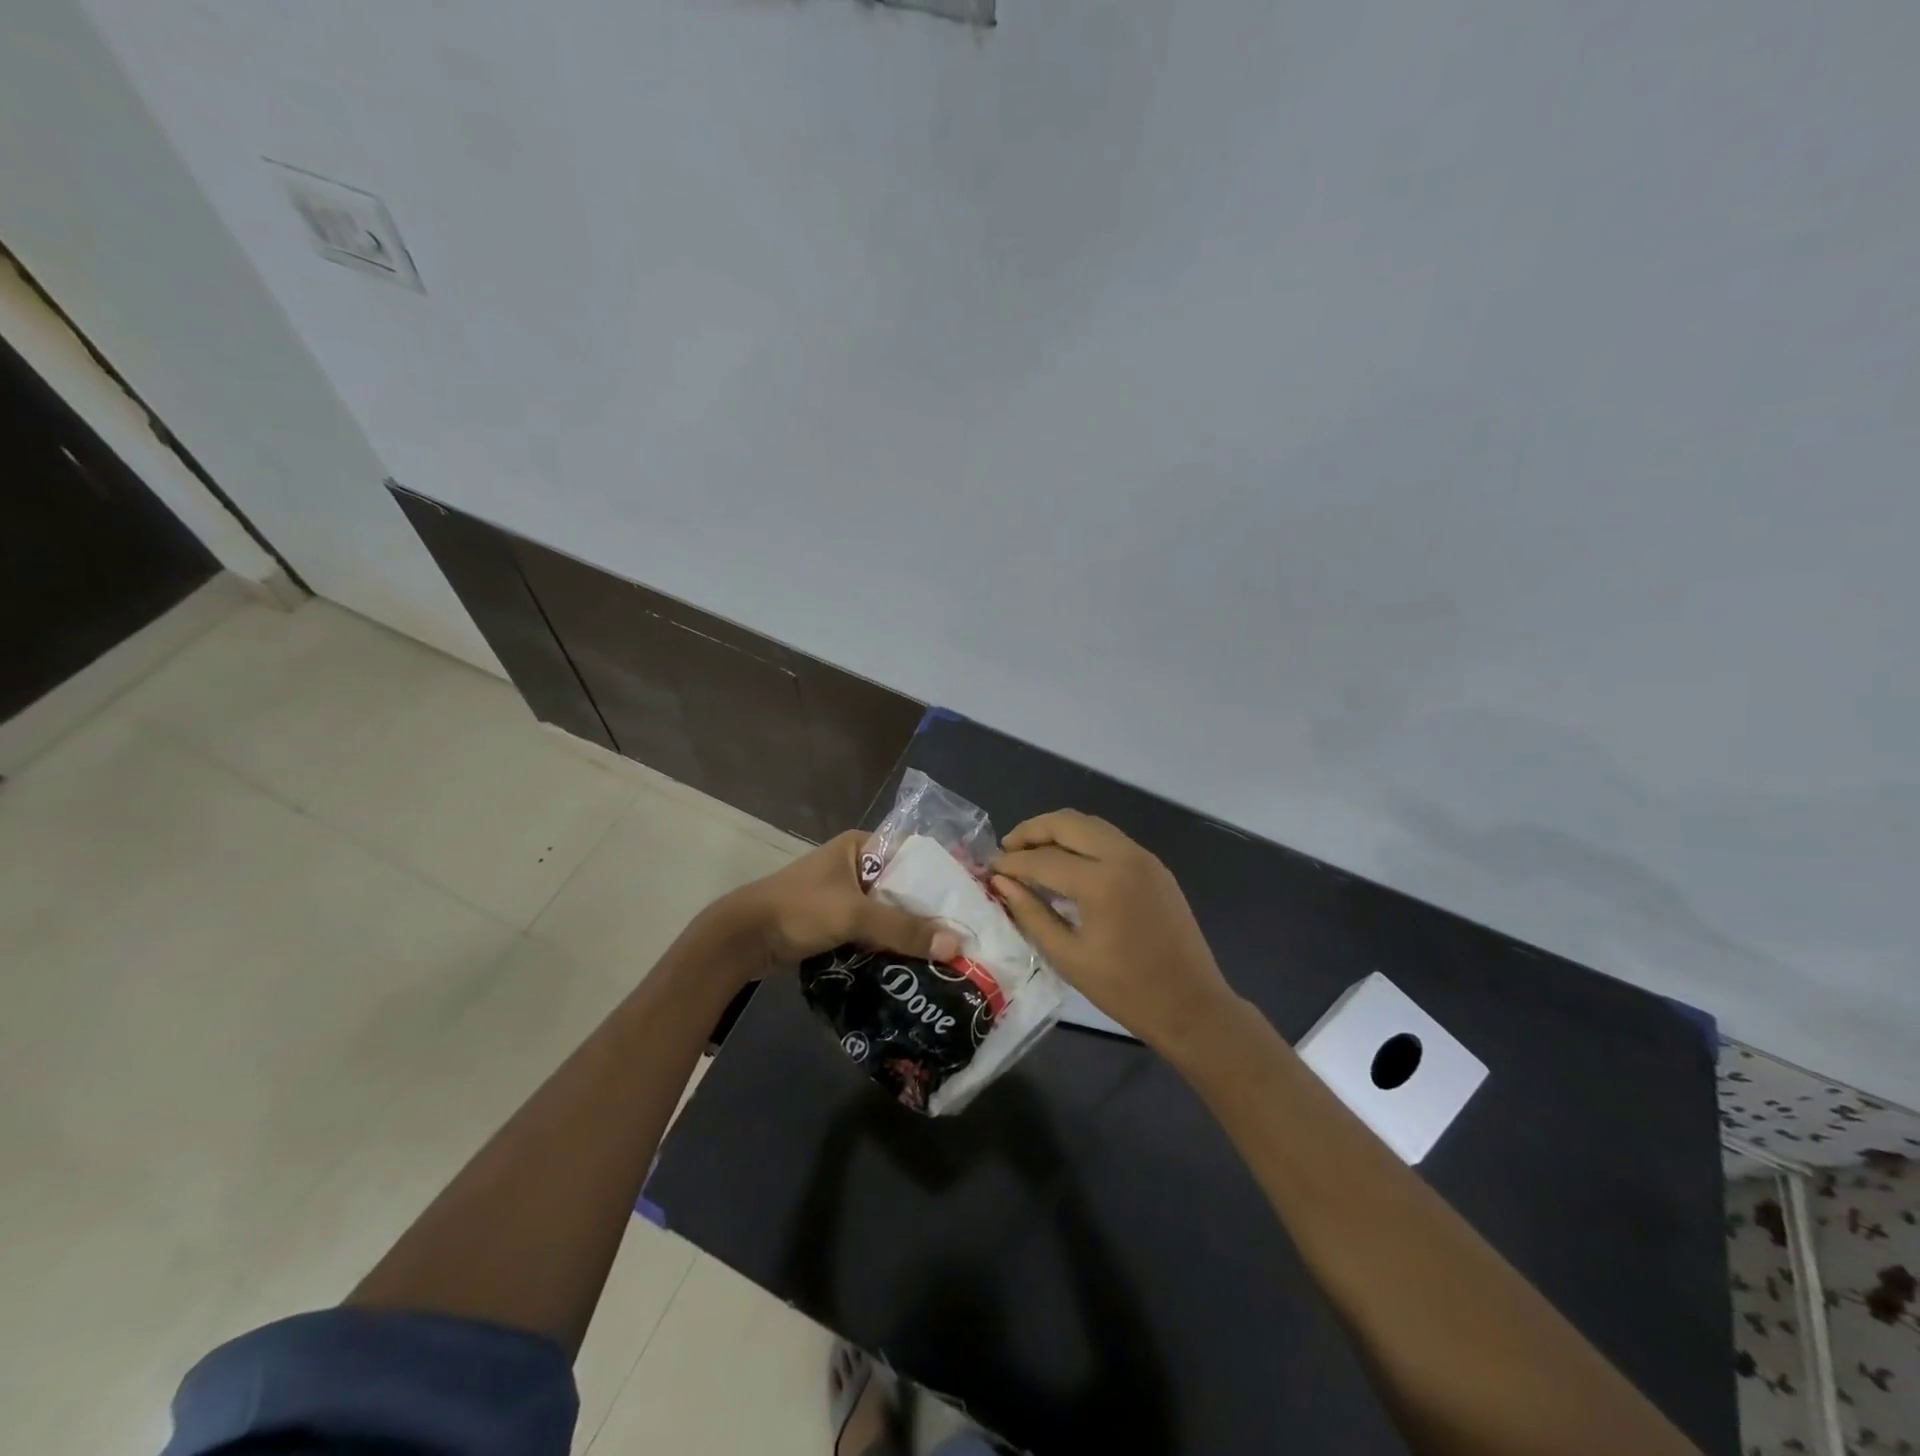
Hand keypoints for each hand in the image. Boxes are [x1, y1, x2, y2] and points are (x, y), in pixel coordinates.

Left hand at [722, 830, 961, 970]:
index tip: (970, 900)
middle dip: (928, 909)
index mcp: (860, 846)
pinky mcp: (835, 921)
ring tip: (947, 950)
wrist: (742, 939)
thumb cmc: (799, 910)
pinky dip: (889, 942)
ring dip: (909, 929)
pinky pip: (872, 928)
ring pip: (888, 910)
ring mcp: (844, 894)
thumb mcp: (854, 915)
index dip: (941, 875)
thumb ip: (903, 929)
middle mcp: (855, 864)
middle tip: (964, 932)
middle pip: (903, 886)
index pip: (913, 854)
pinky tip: (914, 961)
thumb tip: (956, 946)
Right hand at [991, 810, 1236, 1054]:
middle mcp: (1124, 857)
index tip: (989, 869)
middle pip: (1068, 822)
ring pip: (1091, 824)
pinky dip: (1083, 842)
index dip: (1012, 862)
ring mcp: (1144, 858)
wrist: (1191, 1006)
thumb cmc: (1125, 990)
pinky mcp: (1155, 866)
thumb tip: (1001, 883)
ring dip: (1058, 831)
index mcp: (1101, 882)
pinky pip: (1110, 839)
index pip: (1043, 859)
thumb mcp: (1068, 956)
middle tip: (1007, 850)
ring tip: (1031, 853)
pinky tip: (1067, 864)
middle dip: (1032, 831)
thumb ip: (1031, 913)